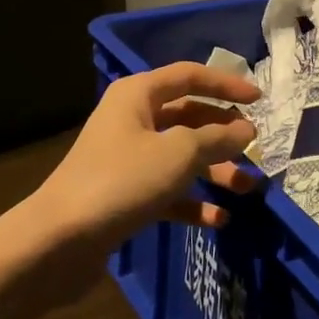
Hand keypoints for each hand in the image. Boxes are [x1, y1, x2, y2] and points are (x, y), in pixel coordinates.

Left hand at [24, 63, 261, 259]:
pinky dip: (192, 201)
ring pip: (181, 156)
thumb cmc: (122, 181)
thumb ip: (217, 138)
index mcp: (138, 94)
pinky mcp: (125, 195)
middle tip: (255, 149)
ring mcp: (127, 158)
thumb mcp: (179, 154)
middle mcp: (132, 119)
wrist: (58, 242)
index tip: (259, 100)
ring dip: (214, 170)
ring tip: (247, 188)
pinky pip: (167, 190)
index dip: (226, 84)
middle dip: (223, 134)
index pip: (190, 76)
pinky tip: (218, 219)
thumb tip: (246, 130)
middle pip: (188, 117)